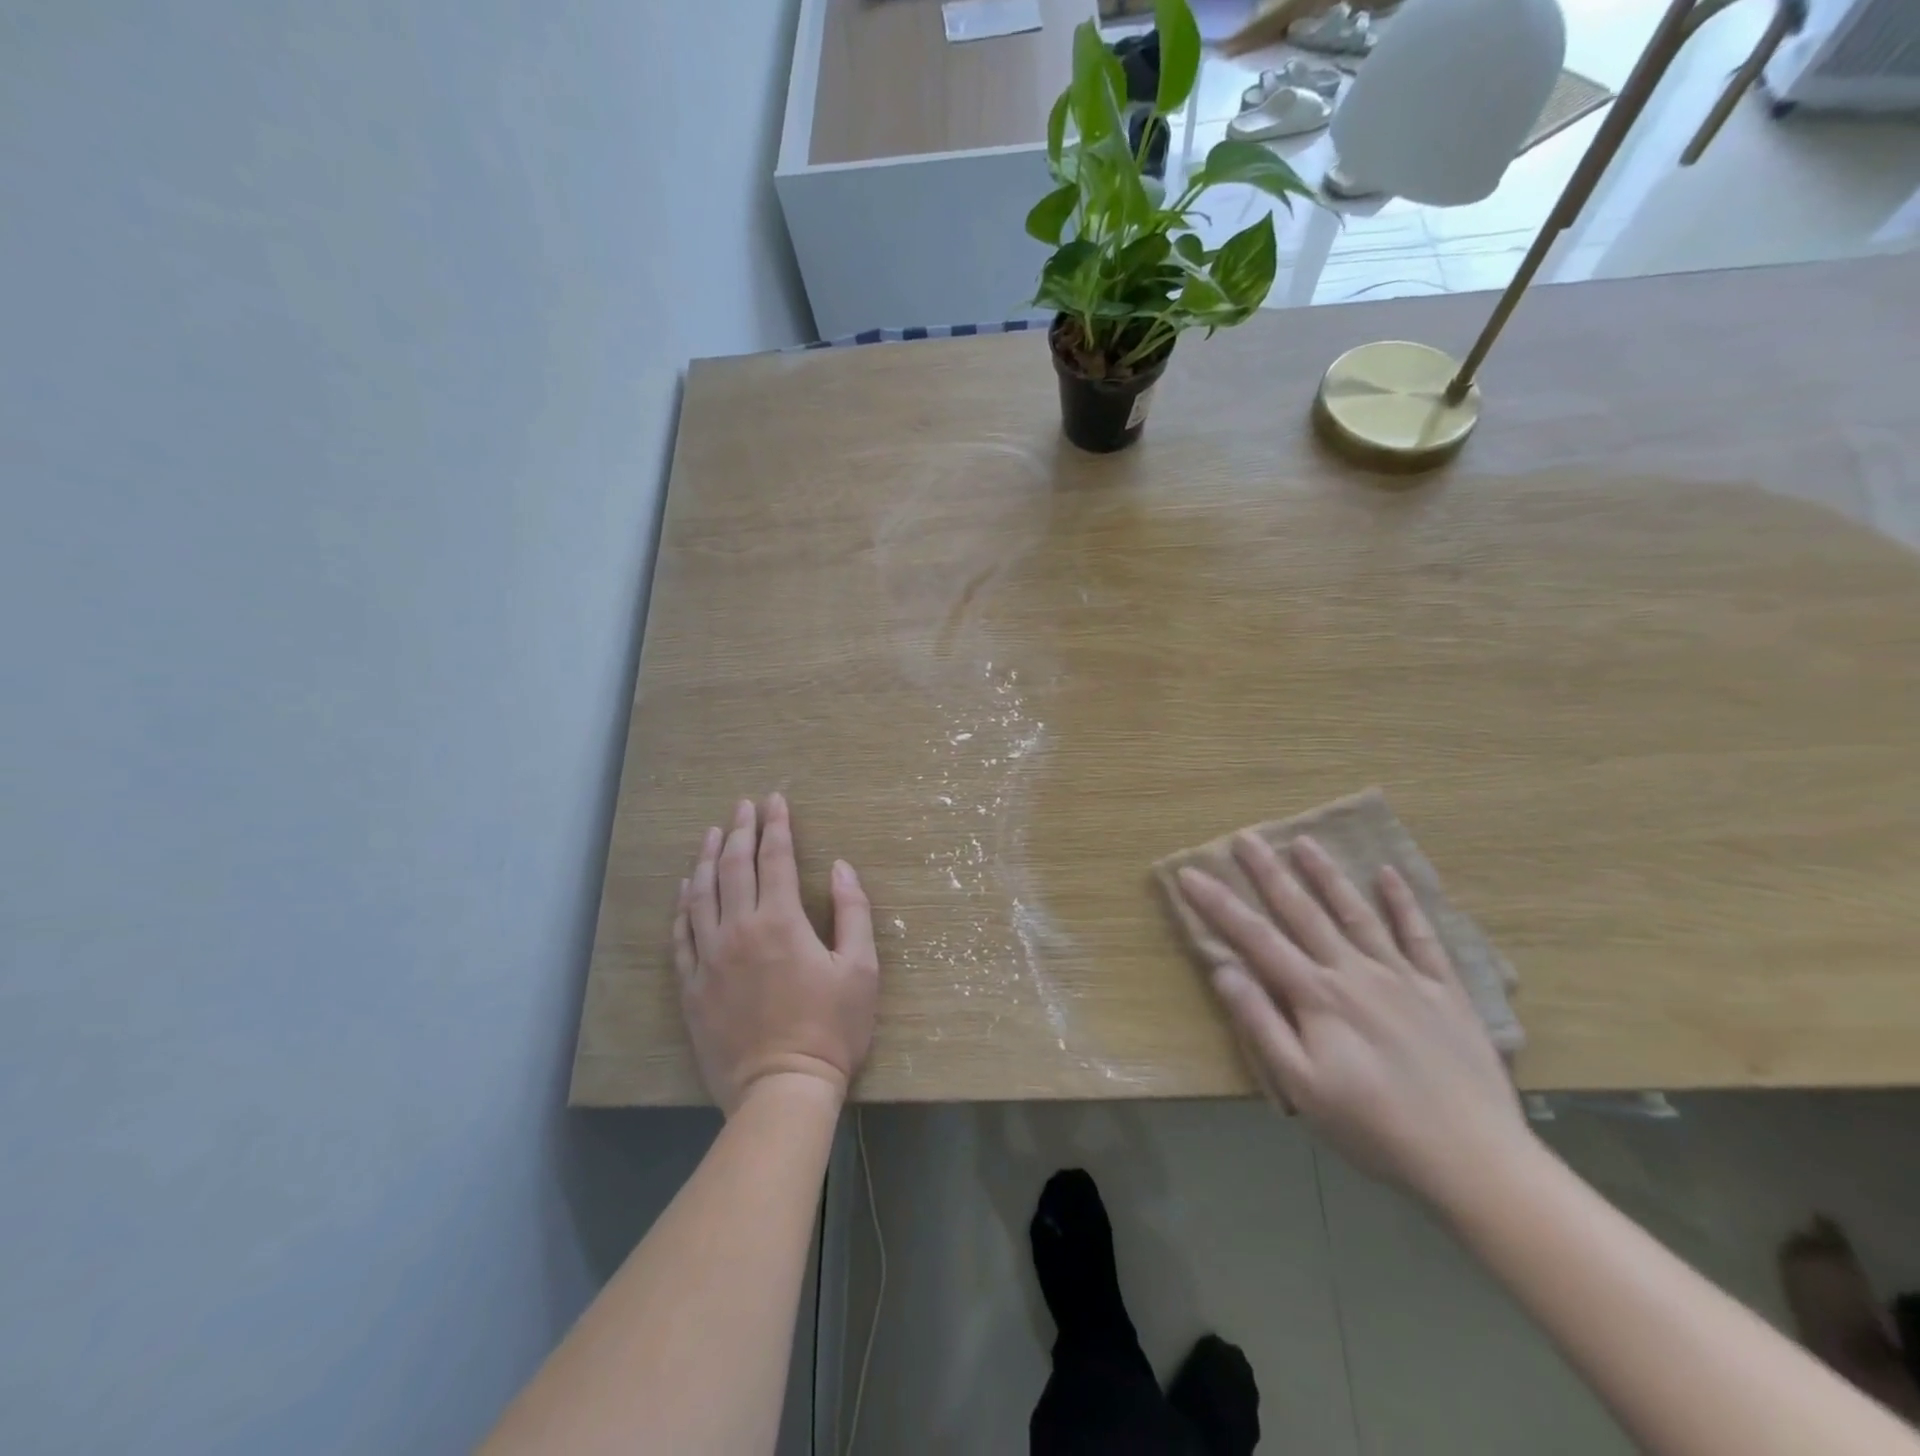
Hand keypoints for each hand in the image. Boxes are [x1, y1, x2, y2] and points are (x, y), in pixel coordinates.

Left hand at [674, 794, 878, 1114]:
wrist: (781, 1089)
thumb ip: (852, 911)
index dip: (776, 825)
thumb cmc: (831, 1028)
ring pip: (701, 894)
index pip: (776, 858)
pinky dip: (683, 905)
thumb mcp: (861, 968)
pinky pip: (681, 934)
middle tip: (743, 806)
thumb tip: (841, 867)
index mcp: (781, 921)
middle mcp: (739, 929)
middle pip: (733, 866)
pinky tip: (685, 889)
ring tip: (710, 833)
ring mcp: (709, 957)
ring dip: (706, 858)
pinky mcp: (692, 985)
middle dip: (740, 830)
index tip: (775, 801)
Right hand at [1176, 834, 1527, 1202]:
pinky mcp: (1445, 991)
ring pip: (1356, 913)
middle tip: (1246, 837)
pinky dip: (1403, 903)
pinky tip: (1388, 875)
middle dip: (1269, 873)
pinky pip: (1421, 936)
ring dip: (1327, 875)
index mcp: (1317, 996)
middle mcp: (1356, 972)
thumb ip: (1261, 1023)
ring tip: (1304, 841)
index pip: (1256, 938)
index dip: (1220, 904)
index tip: (1191, 873)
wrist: (1475, 1161)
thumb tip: (1224, 969)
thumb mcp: (1301, 1086)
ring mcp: (1404, 977)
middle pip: (1303, 912)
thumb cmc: (1374, 1128)